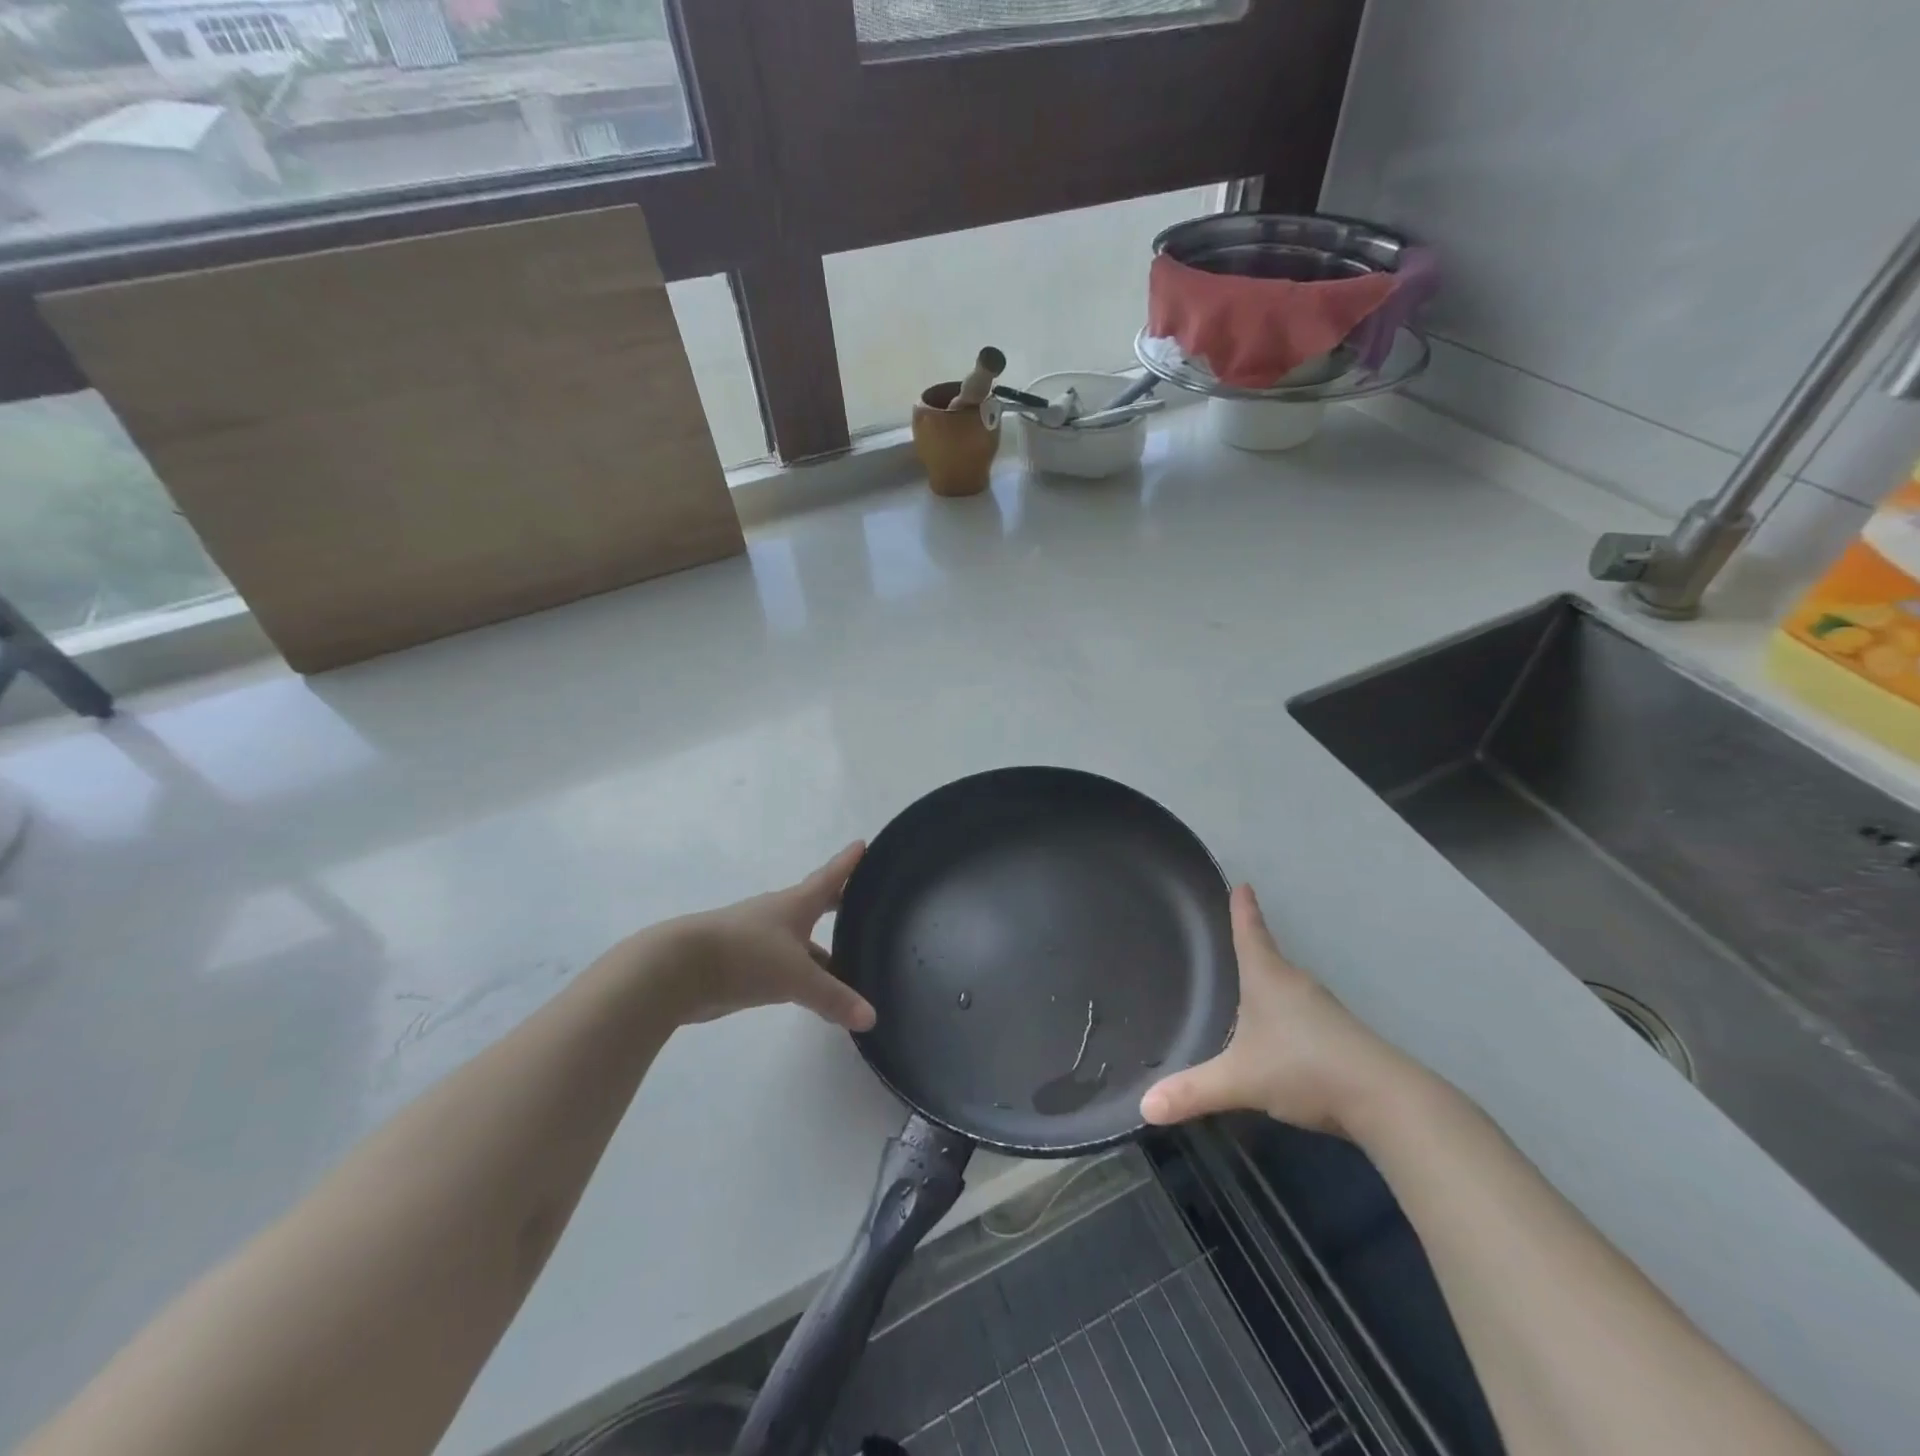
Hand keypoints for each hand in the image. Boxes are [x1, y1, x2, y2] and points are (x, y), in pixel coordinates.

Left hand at [643, 842, 877, 1030]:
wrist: (678, 969)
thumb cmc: (745, 955)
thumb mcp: (796, 978)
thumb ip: (834, 997)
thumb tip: (871, 1018)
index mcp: (795, 904)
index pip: (829, 877)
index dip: (848, 862)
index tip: (862, 844)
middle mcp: (778, 915)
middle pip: (814, 904)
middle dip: (836, 903)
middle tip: (861, 902)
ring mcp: (757, 938)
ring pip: (797, 938)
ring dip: (819, 946)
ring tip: (845, 959)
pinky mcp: (741, 963)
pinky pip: (781, 963)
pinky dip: (799, 971)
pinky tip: (808, 990)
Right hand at [1141, 884, 1413, 1136]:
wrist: (1385, 1100)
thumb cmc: (1303, 1068)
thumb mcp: (1240, 1080)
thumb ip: (1193, 1091)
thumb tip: (1144, 1106)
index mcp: (1268, 978)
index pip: (1250, 933)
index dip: (1243, 910)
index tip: (1242, 884)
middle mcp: (1297, 985)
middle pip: (1270, 958)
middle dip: (1253, 948)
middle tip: (1235, 939)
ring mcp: (1324, 1011)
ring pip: (1289, 989)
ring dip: (1272, 986)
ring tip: (1252, 992)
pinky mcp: (1342, 1037)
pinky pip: (1305, 1015)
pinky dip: (1289, 1017)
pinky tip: (1282, 1039)